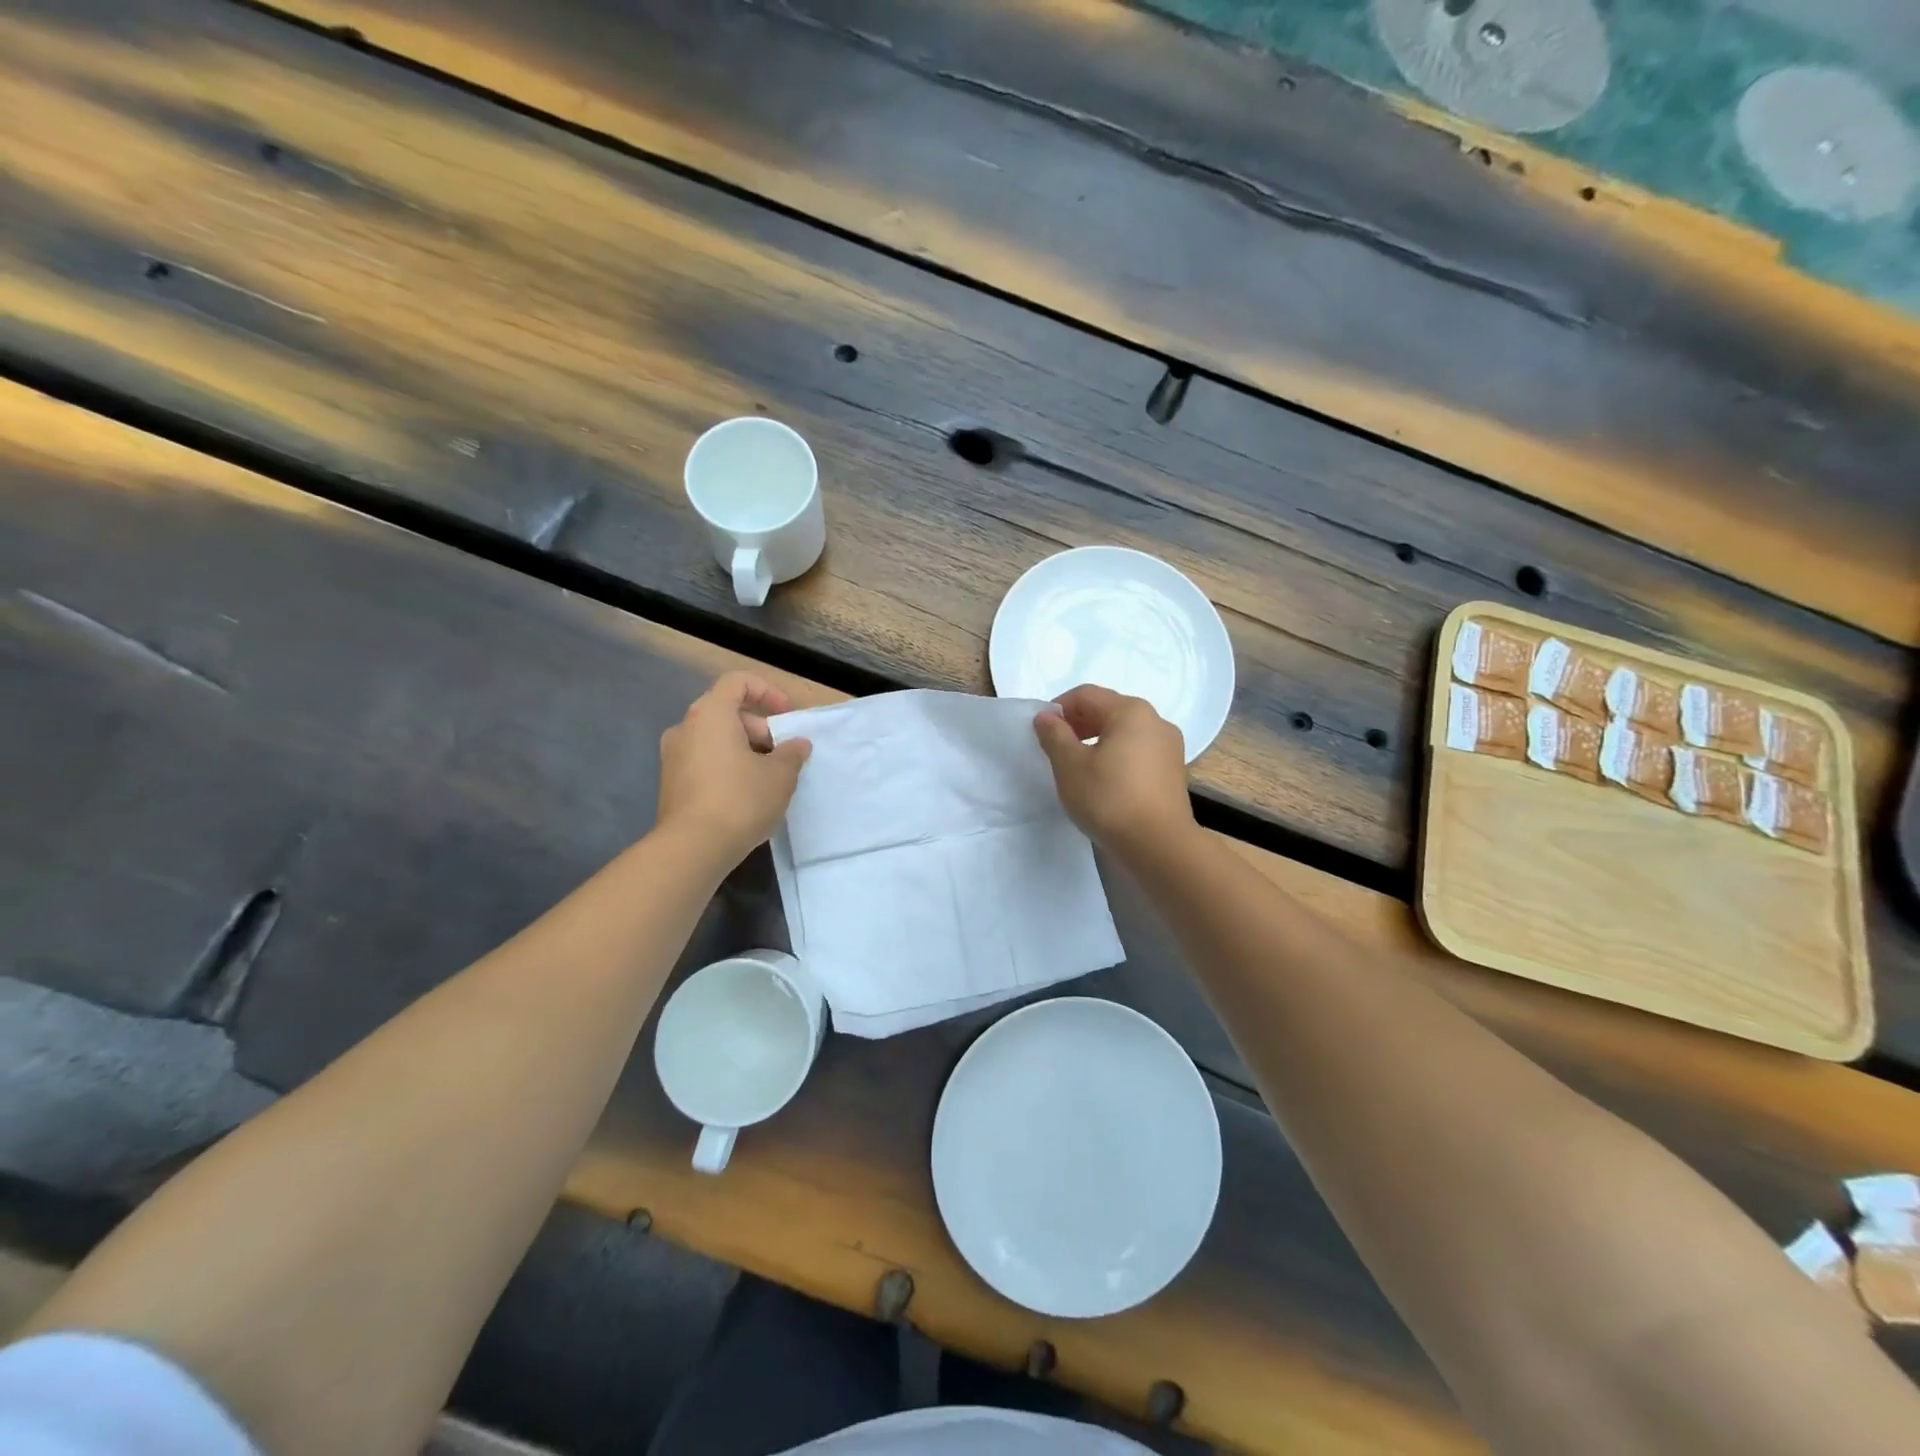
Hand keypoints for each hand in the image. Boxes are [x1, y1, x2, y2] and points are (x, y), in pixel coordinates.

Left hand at [657, 672, 811, 864]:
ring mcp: (673, 756)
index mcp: (711, 714)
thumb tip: (798, 744)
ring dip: (746, 750)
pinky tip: (748, 796)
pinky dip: (728, 767)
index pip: (738, 682)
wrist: (692, 848)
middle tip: (784, 755)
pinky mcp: (671, 783)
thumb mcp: (780, 775)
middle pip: (727, 712)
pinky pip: (705, 761)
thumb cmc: (740, 799)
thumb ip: (792, 753)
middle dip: (761, 729)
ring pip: (716, 739)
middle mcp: (686, 727)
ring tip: (770, 778)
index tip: (788, 717)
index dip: (768, 692)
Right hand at [1033, 684, 1192, 857]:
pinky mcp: (1173, 770)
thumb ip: (1054, 735)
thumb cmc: (1109, 798)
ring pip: (1125, 731)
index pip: (1086, 695)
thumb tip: (1046, 716)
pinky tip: (1104, 779)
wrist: (1159, 845)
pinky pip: (1138, 750)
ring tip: (1078, 765)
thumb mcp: (1070, 766)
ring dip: (1097, 739)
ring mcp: (1169, 745)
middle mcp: (1155, 720)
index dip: (1058, 708)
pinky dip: (1117, 755)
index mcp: (1130, 711)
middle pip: (1108, 709)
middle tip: (1056, 747)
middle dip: (1078, 723)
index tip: (1041, 731)